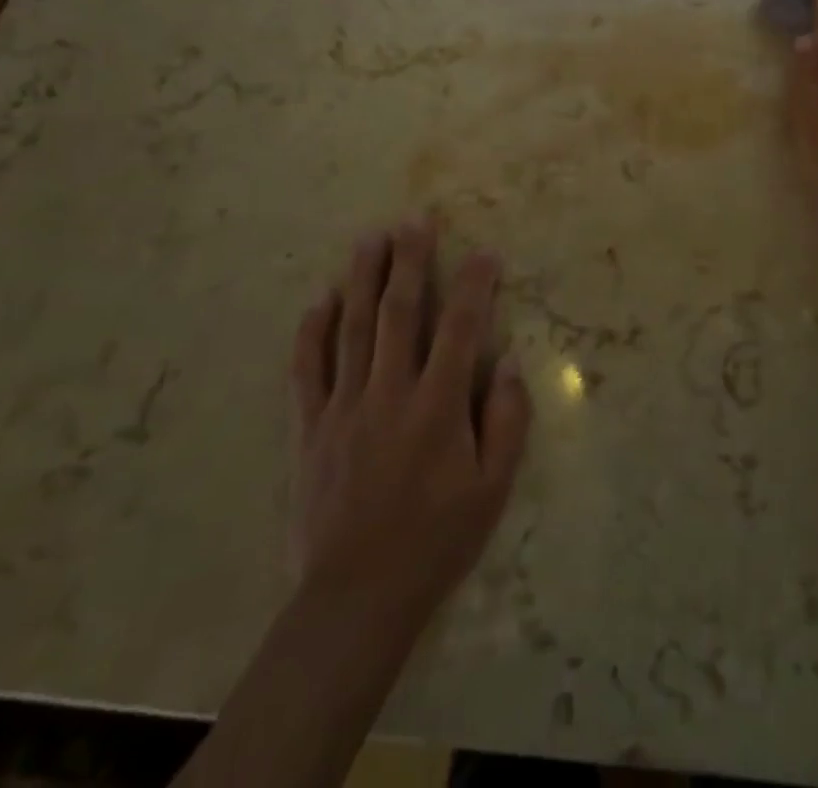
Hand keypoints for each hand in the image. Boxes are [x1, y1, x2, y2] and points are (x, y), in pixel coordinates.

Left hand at [289, 218, 531, 638]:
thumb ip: (507, 421)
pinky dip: (313, 332)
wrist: (356, 598)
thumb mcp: (493, 489)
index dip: (474, 285)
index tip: (484, 252)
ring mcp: (344, 407)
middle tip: (414, 220)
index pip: (461, 328)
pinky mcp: (311, 427)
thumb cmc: (436, 540)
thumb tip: (509, 362)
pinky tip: (319, 301)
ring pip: (353, 328)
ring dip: (363, 279)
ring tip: (370, 239)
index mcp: (438, 406)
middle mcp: (390, 393)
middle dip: (410, 261)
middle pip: (400, 312)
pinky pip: (308, 369)